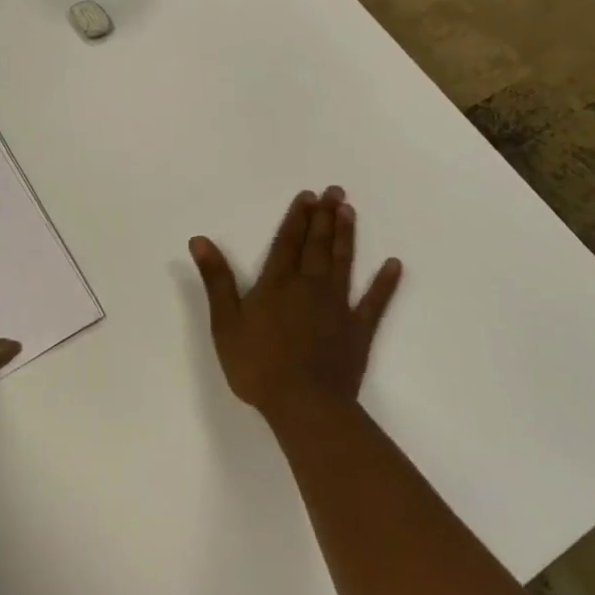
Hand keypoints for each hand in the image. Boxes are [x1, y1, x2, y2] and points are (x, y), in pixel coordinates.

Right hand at [189, 186, 401, 423]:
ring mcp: (337, 307)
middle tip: (335, 190)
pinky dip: (384, 283)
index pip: (287, 242)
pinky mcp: (358, 330)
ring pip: (343, 263)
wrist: (305, 404)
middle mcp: (309, 286)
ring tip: (350, 211)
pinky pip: (374, 302)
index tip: (307, 195)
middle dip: (324, 217)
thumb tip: (200, 240)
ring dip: (346, 236)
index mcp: (277, 284)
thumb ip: (217, 279)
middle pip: (317, 245)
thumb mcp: (226, 322)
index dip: (296, 218)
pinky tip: (394, 265)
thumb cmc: (258, 365)